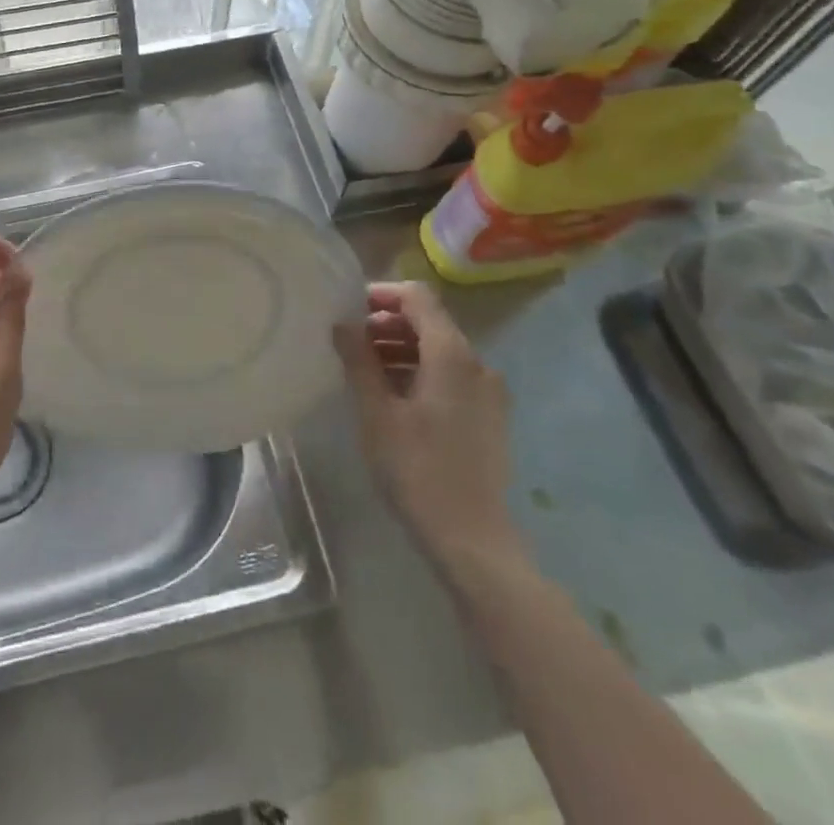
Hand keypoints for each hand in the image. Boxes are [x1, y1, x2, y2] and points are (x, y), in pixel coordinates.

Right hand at [333, 281, 524, 570]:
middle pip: (430, 322)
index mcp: (452, 354)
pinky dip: (421, 372)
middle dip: (388, 324)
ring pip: (440, 350)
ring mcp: (489, 391)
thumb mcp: (376, 412)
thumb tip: (343, 323)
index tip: (349, 311)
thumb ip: (359, 360)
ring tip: (366, 370)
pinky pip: (452, 375)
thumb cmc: (417, 469)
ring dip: (402, 349)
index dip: (382, 295)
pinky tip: (394, 397)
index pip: (418, 297)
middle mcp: (478, 363)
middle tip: (350, 343)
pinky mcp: (490, 416)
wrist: (472, 539)